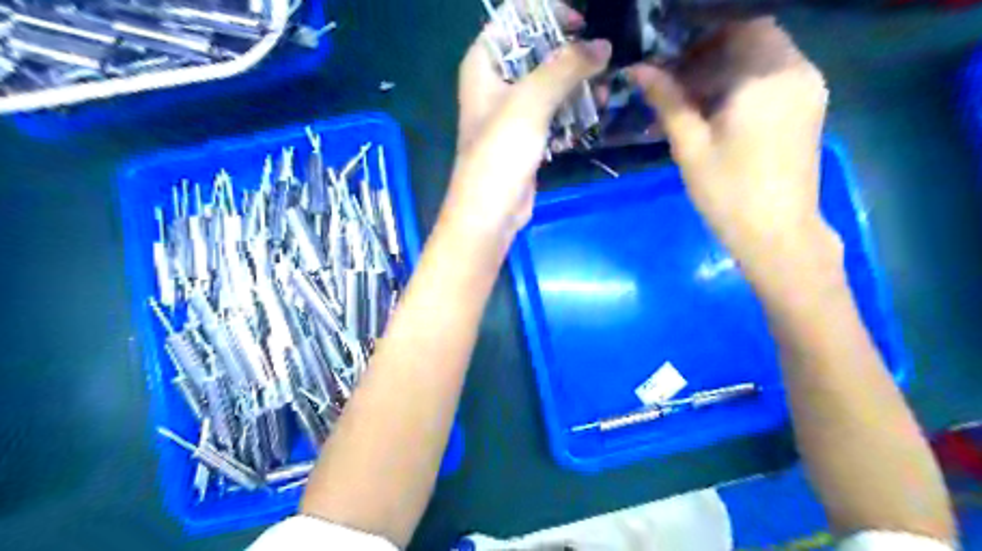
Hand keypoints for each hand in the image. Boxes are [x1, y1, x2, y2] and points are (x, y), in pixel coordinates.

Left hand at [444, 19, 610, 239]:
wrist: (490, 212)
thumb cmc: (501, 152)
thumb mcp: (531, 101)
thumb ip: (566, 67)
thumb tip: (602, 46)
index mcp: (484, 63)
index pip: (515, 20)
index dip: (548, 14)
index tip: (582, 23)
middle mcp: (496, 82)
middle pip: (537, 51)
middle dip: (570, 52)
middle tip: (602, 58)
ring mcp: (512, 111)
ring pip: (549, 83)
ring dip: (577, 83)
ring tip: (605, 87)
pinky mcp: (527, 136)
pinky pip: (553, 111)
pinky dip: (572, 109)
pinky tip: (595, 110)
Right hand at [634, 19, 830, 277]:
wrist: (777, 233)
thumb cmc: (727, 192)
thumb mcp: (690, 146)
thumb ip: (667, 101)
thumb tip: (639, 70)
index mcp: (766, 78)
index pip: (737, 29)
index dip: (701, 41)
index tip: (673, 65)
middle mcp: (797, 71)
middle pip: (754, 38)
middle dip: (714, 53)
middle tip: (680, 84)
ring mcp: (809, 89)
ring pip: (767, 56)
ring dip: (731, 68)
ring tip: (697, 102)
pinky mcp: (811, 107)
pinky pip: (777, 76)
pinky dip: (748, 82)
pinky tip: (723, 112)